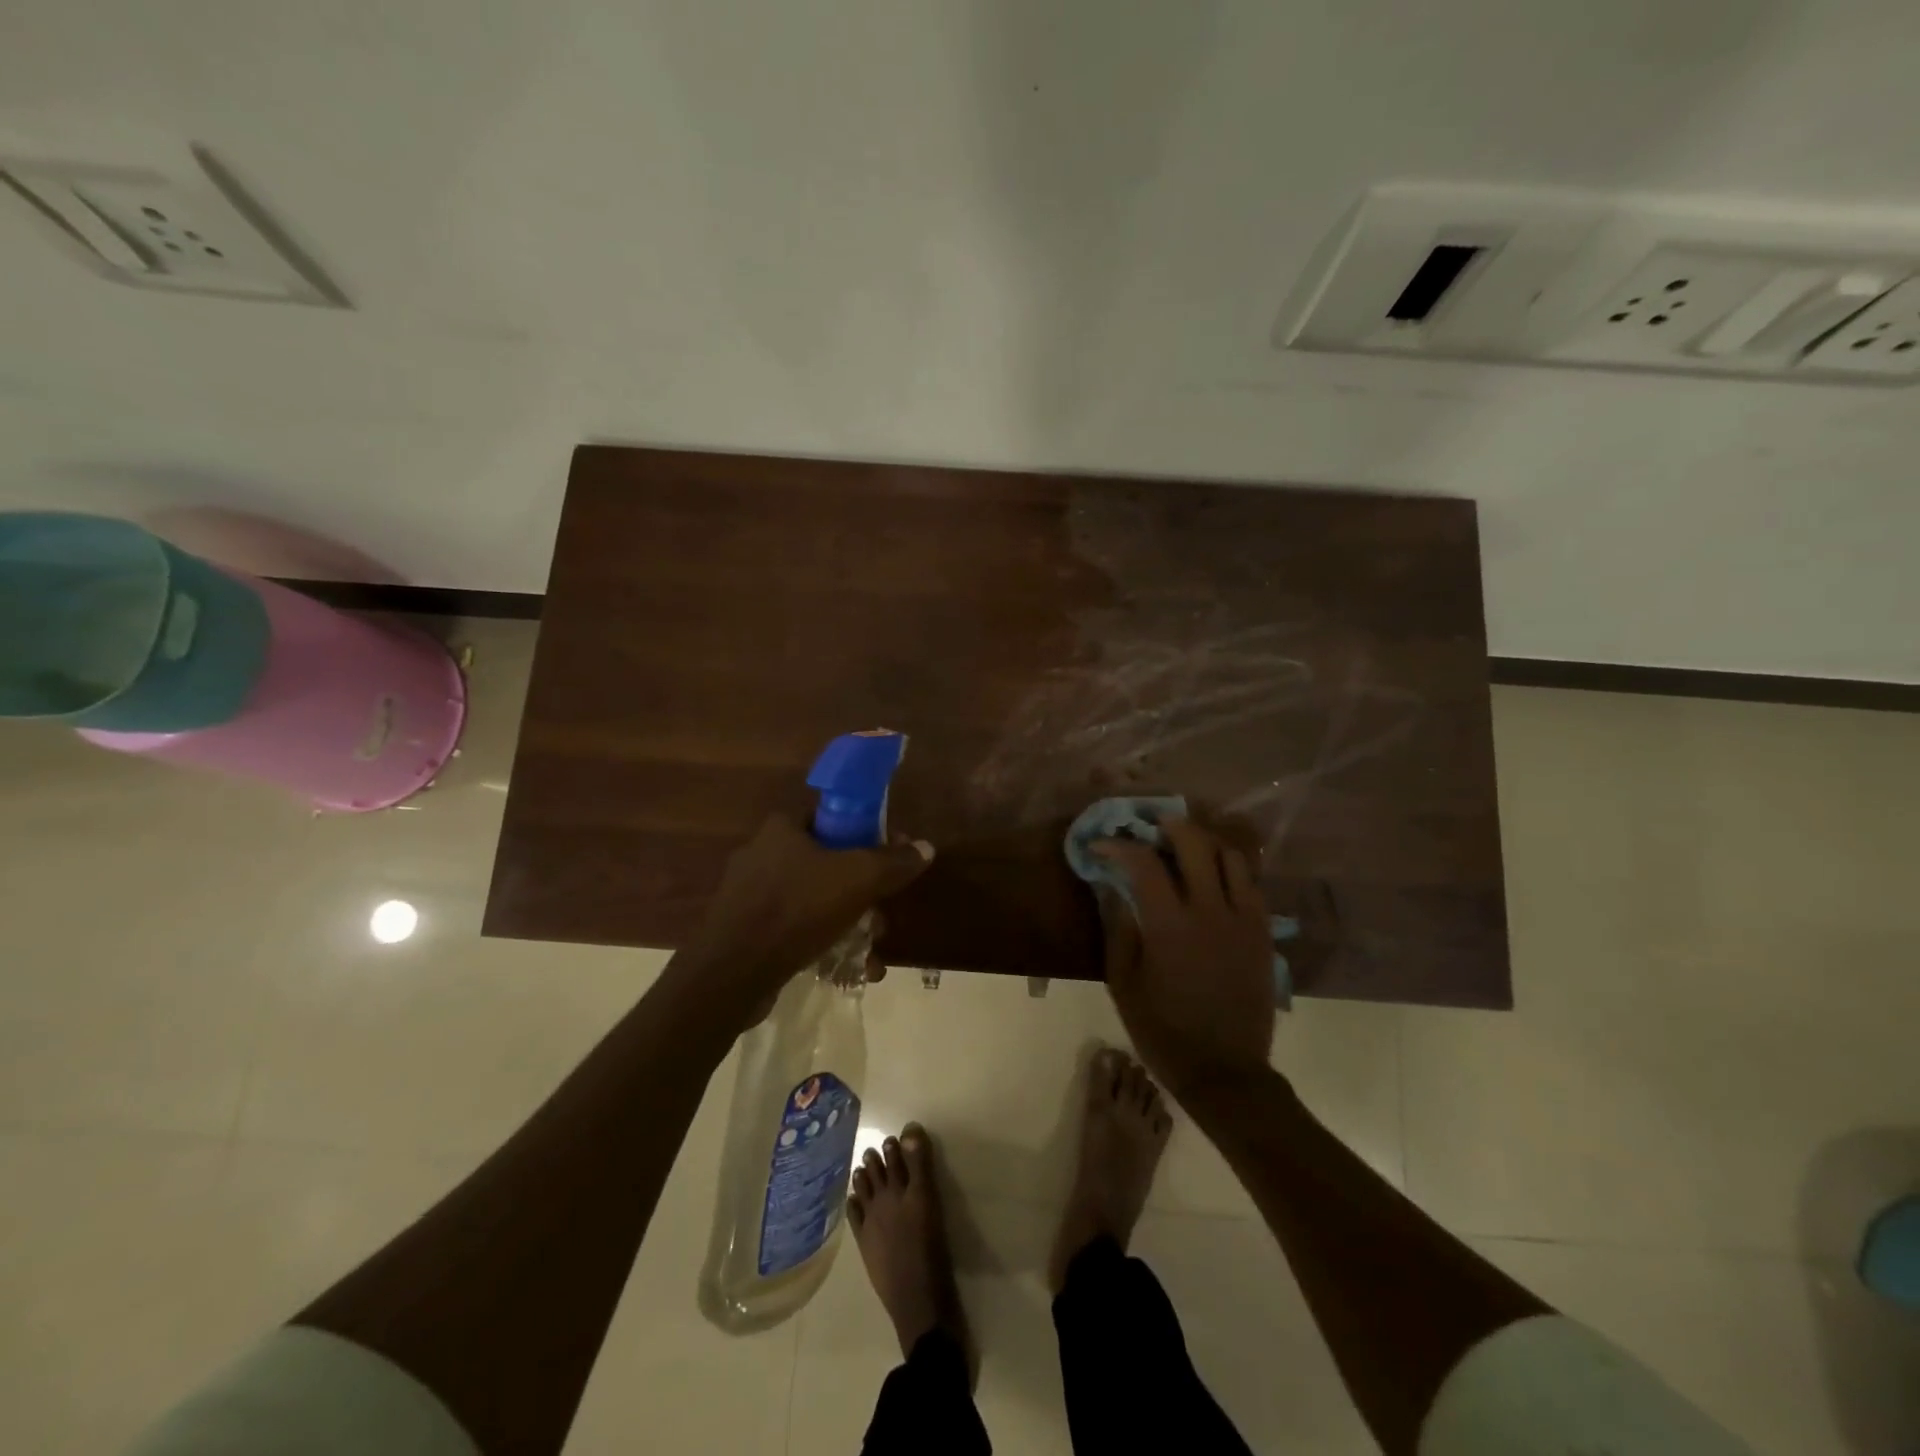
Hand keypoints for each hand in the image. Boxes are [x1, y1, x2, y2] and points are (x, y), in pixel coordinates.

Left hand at [677, 815, 933, 1009]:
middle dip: (860, 889)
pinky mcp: (742, 930)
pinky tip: (841, 967)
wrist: (731, 973)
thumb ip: (893, 862)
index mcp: (781, 829)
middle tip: (881, 913)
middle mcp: (760, 854)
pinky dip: (818, 941)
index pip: (829, 816)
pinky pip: (792, 927)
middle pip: (825, 862)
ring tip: (868, 950)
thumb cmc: (796, 909)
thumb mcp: (858, 880)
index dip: (863, 832)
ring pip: (811, 899)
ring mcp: (747, 894)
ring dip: (845, 921)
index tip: (887, 858)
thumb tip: (925, 847)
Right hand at [1093, 817, 1274, 1096]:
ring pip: (1230, 856)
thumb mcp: (1123, 984)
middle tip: (1150, 830)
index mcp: (1170, 925)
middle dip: (1168, 826)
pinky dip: (1230, 869)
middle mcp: (1211, 911)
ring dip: (1204, 842)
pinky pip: (1251, 883)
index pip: (1143, 862)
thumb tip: (1112, 889)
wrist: (1225, 1073)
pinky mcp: (1264, 933)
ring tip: (1185, 848)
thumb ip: (1118, 930)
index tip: (1102, 845)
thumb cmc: (1163, 1031)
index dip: (1118, 845)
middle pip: (1194, 843)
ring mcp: (1244, 919)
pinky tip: (1214, 879)